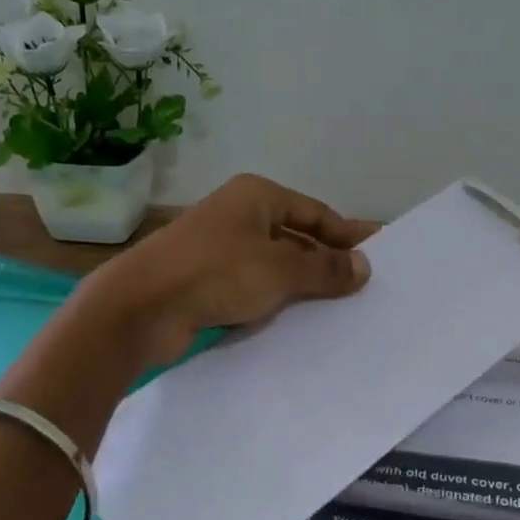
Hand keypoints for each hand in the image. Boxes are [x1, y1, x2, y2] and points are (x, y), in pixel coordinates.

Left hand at [82, 173, 374, 369]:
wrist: (140, 308)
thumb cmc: (217, 273)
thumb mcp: (281, 269)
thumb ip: (325, 269)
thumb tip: (364, 266)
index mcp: (256, 196)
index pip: (316, 213)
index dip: (347, 234)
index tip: (378, 253)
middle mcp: (238, 216)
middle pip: (295, 238)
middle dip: (326, 262)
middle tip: (363, 286)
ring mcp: (219, 250)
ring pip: (274, 266)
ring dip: (302, 286)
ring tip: (339, 309)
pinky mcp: (205, 282)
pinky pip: (253, 289)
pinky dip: (275, 302)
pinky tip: (297, 323)